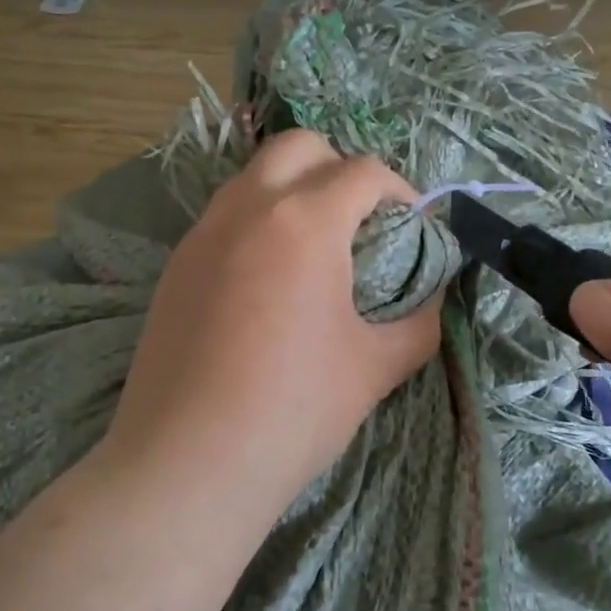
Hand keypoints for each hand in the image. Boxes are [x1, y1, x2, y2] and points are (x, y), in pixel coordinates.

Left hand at [101, 130, 442, 506]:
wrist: (186, 464)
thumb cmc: (293, 410)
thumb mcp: (375, 367)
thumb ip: (419, 322)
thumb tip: (434, 298)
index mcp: (304, 221)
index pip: (364, 171)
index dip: (400, 190)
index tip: (413, 225)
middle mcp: (248, 208)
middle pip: (300, 146)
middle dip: (341, 167)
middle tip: (362, 220)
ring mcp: (203, 233)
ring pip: (255, 176)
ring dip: (294, 189)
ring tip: (316, 247)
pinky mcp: (176, 265)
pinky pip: (225, 215)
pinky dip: (258, 221)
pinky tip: (268, 280)